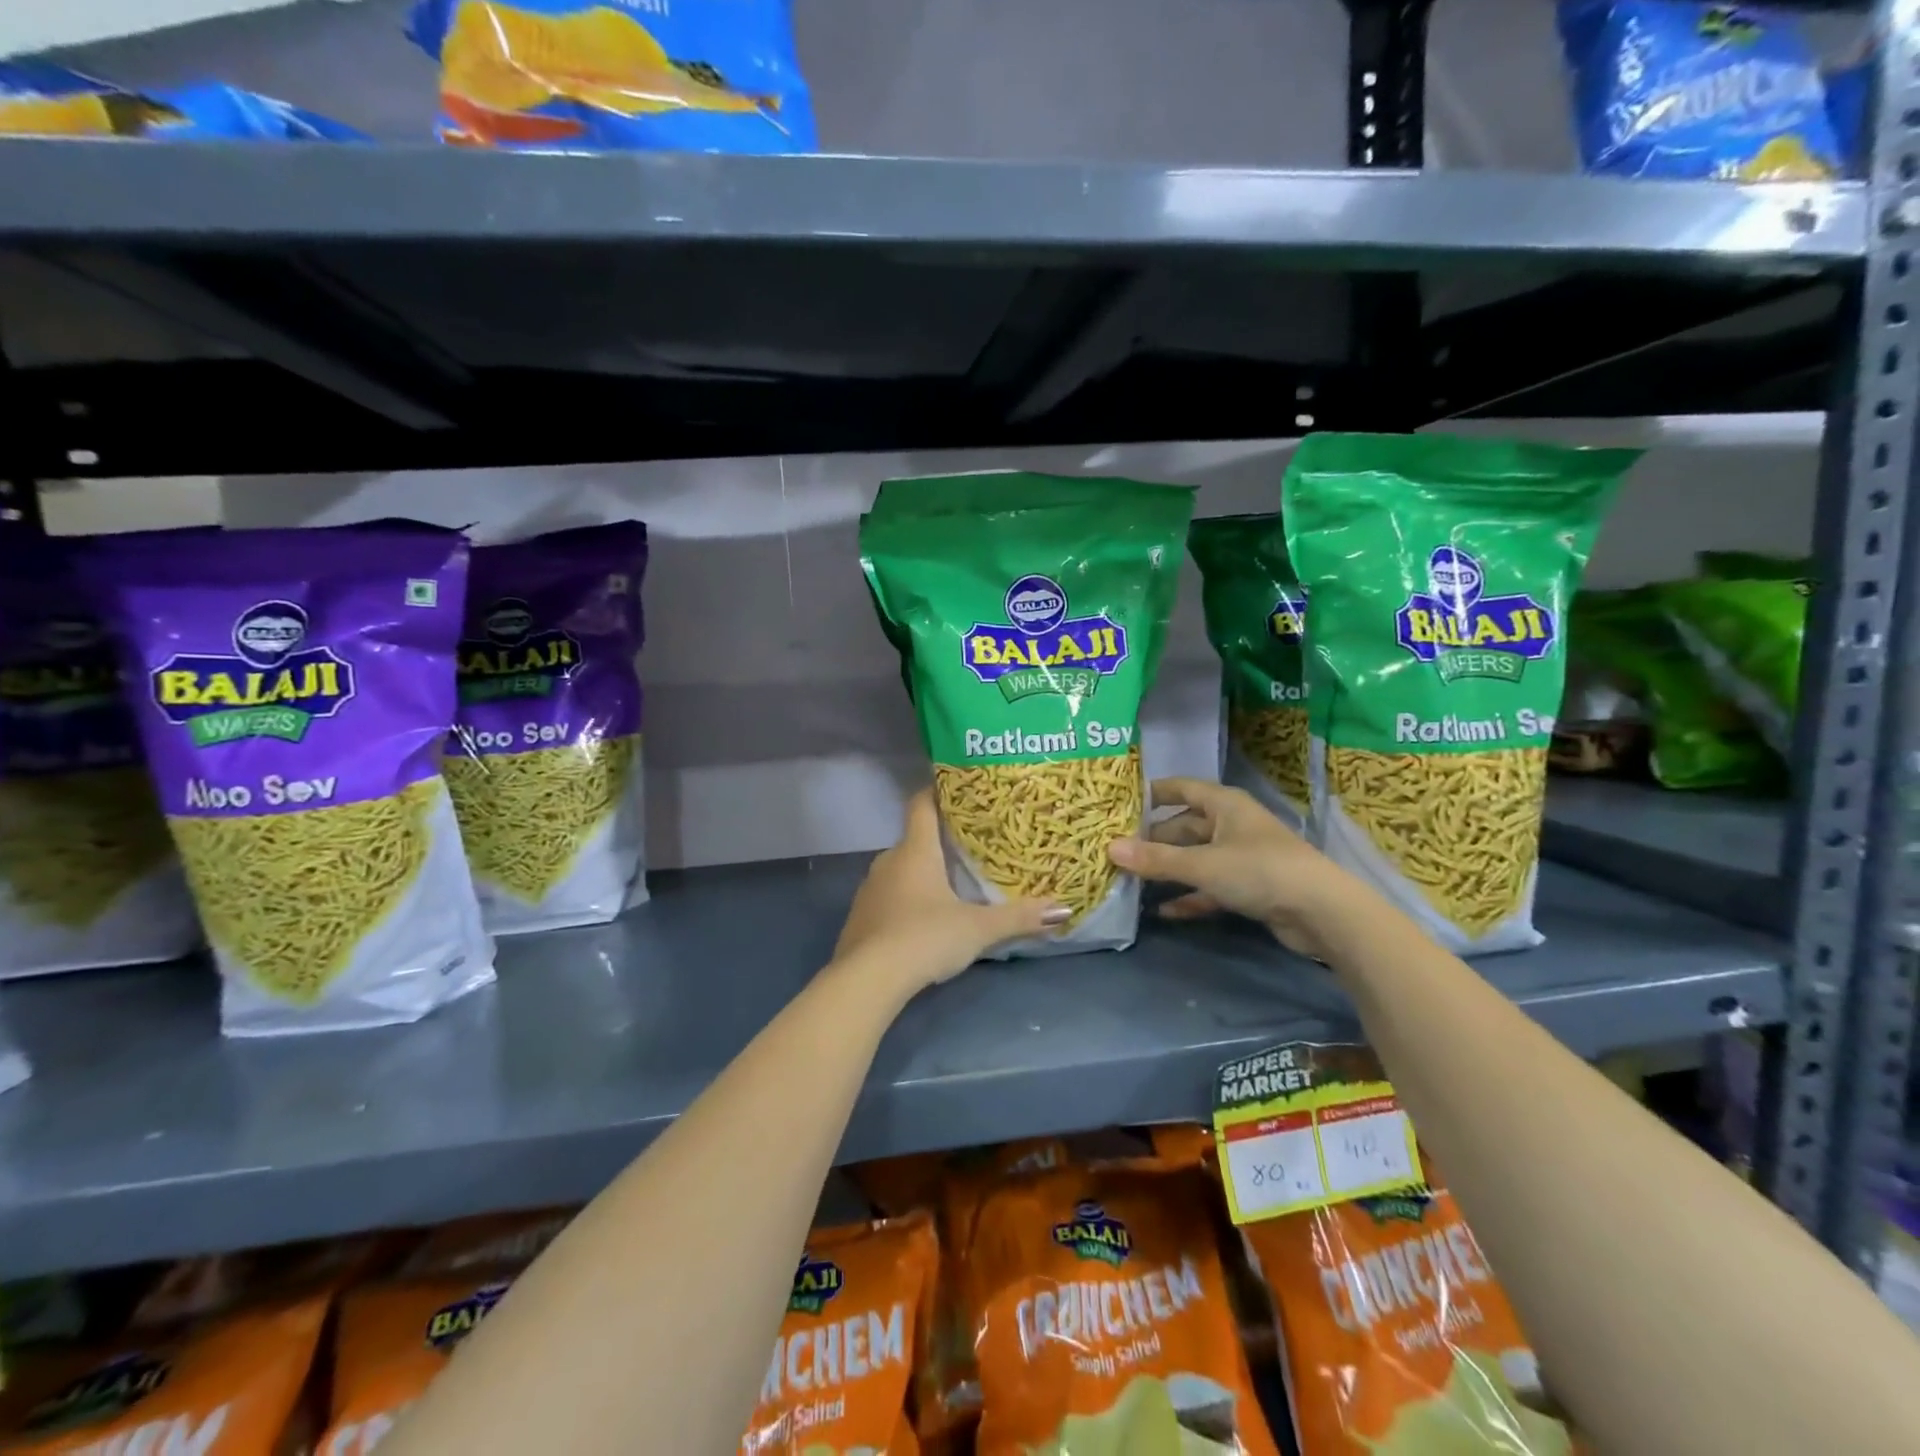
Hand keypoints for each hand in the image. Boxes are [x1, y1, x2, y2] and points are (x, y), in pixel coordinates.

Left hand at [834, 791, 1067, 992]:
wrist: (867, 980)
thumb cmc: (925, 938)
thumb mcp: (978, 929)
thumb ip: (1019, 917)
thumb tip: (1064, 908)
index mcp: (915, 851)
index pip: (921, 805)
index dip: (936, 791)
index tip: (956, 787)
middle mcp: (887, 861)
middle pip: (914, 840)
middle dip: (939, 842)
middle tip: (969, 847)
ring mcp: (869, 890)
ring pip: (899, 870)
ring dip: (921, 874)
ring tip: (950, 883)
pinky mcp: (859, 918)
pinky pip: (887, 897)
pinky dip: (904, 900)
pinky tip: (921, 920)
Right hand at [1108, 777, 1364, 958]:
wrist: (1321, 912)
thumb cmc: (1259, 870)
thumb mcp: (1203, 864)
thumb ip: (1156, 859)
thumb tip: (1110, 849)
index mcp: (1224, 805)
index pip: (1181, 788)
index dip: (1153, 793)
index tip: (1120, 802)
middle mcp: (1232, 824)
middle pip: (1184, 826)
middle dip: (1153, 839)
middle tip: (1117, 850)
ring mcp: (1241, 857)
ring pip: (1195, 858)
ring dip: (1168, 870)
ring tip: (1132, 879)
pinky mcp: (1249, 887)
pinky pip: (1209, 886)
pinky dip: (1189, 896)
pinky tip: (1164, 910)